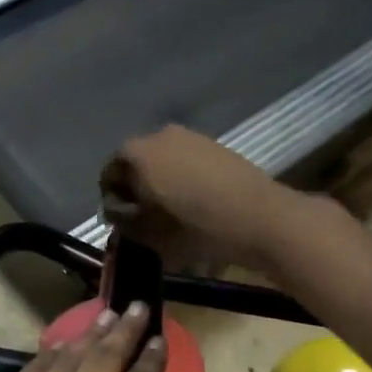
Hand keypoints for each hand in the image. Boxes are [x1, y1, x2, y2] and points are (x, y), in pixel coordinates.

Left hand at [0, 303, 165, 371]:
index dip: (152, 360)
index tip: (160, 338)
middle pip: (106, 358)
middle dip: (126, 329)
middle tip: (139, 307)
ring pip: (68, 357)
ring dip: (90, 335)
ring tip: (105, 315)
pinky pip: (32, 371)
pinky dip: (51, 354)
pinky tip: (59, 346)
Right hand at [100, 126, 292, 270]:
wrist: (261, 218)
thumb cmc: (198, 228)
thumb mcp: (151, 235)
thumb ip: (126, 223)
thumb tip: (118, 216)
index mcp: (138, 153)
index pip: (109, 171)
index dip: (111, 196)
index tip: (121, 220)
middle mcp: (160, 135)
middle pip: (136, 160)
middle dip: (135, 186)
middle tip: (143, 215)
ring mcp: (191, 137)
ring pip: (163, 158)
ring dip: (160, 180)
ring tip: (170, 209)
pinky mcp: (214, 145)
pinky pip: (186, 158)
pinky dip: (182, 175)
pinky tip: (194, 200)